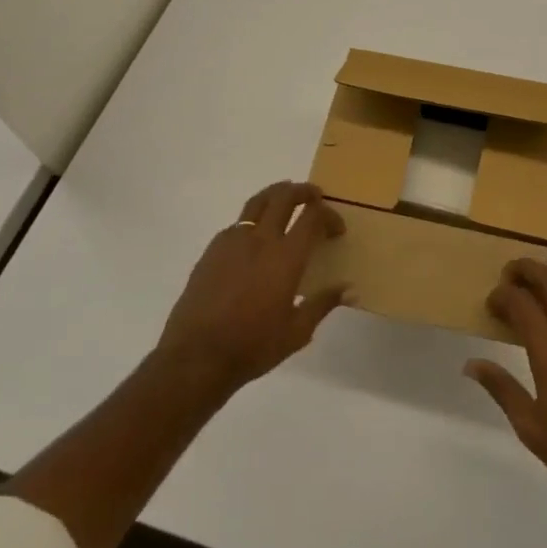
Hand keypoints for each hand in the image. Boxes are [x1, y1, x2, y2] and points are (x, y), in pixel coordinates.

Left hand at [155, 181, 349, 395]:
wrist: (197, 356)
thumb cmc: (253, 346)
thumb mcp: (297, 331)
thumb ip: (323, 304)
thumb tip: (349, 290)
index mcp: (286, 257)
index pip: (313, 217)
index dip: (329, 215)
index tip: (336, 229)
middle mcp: (260, 240)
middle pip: (284, 197)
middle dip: (303, 191)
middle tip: (314, 196)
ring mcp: (232, 241)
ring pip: (257, 202)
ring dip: (276, 195)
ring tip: (285, 200)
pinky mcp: (211, 250)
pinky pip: (237, 223)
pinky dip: (253, 220)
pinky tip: (254, 239)